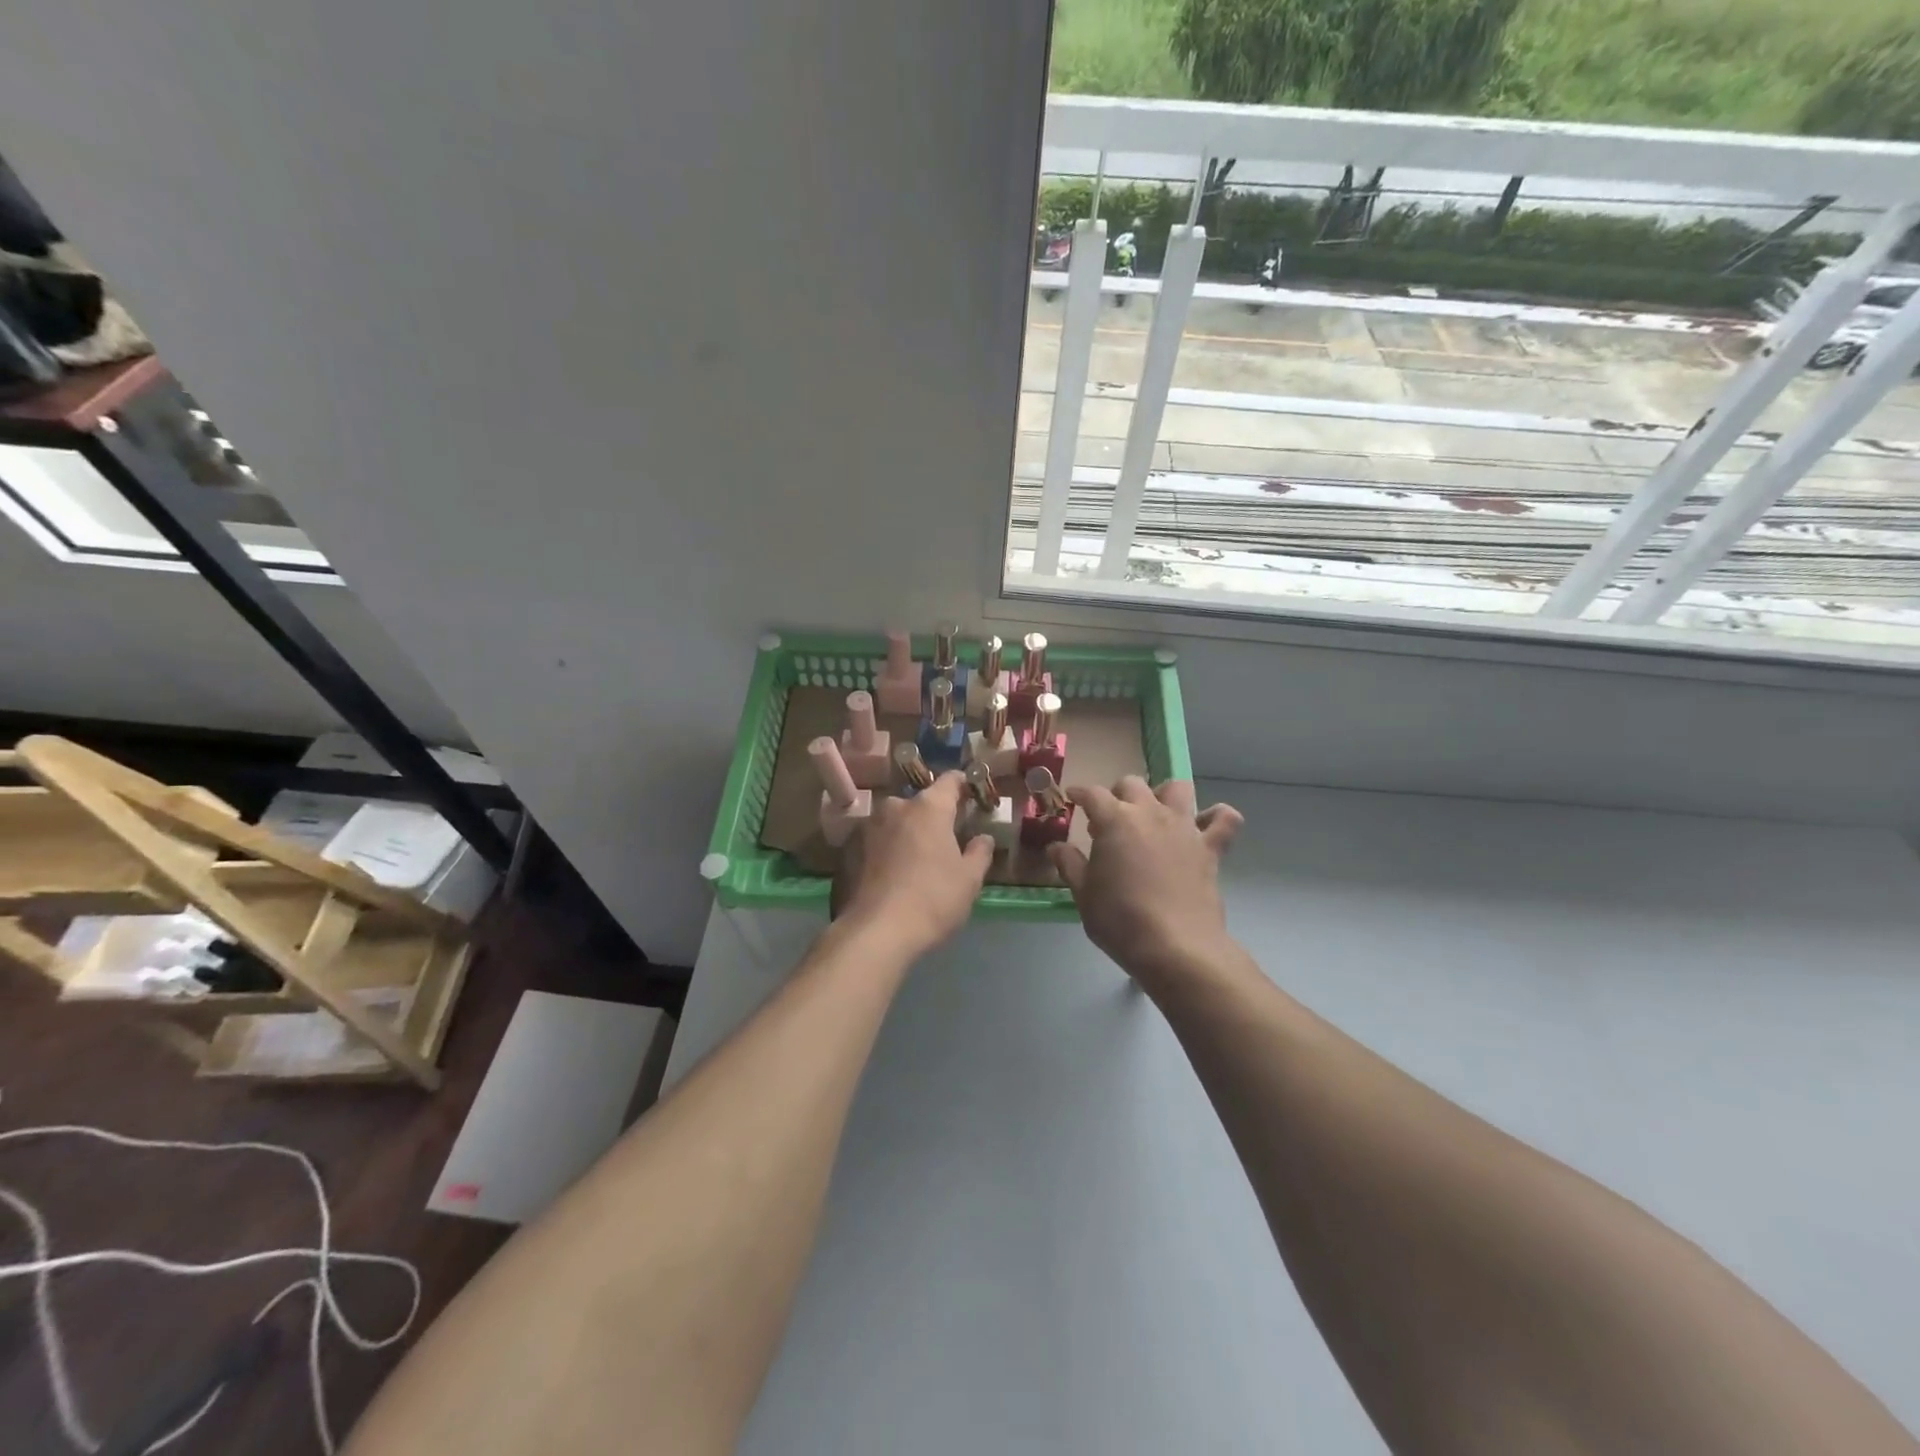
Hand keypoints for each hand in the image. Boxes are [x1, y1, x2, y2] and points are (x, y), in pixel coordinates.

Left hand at [833, 772, 993, 957]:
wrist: (875, 932)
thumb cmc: (933, 899)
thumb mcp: (969, 879)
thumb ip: (980, 852)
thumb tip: (984, 838)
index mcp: (929, 807)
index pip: (950, 780)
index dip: (964, 785)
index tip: (972, 796)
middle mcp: (896, 807)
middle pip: (921, 803)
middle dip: (933, 817)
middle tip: (946, 840)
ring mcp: (868, 827)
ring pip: (896, 822)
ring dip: (907, 834)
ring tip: (917, 861)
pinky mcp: (849, 850)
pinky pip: (876, 842)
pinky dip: (886, 851)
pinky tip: (892, 876)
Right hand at [1048, 777, 1242, 987]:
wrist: (1176, 947)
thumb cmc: (1120, 919)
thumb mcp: (1084, 894)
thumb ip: (1069, 864)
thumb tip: (1056, 847)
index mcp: (1115, 820)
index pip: (1093, 794)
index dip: (1080, 794)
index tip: (1073, 798)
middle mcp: (1150, 813)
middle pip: (1132, 784)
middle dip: (1117, 794)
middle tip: (1110, 820)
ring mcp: (1184, 828)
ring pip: (1177, 788)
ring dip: (1163, 794)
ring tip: (1155, 815)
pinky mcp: (1210, 848)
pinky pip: (1224, 819)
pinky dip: (1215, 817)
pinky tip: (1203, 827)